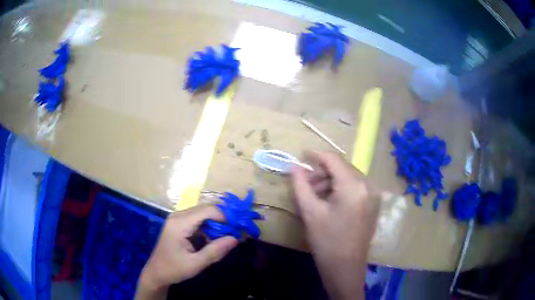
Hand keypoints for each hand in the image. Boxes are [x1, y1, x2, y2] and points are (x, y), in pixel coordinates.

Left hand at [135, 205, 237, 299]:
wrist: (156, 272)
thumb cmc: (174, 269)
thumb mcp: (196, 263)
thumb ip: (215, 251)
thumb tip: (235, 239)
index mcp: (180, 223)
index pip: (207, 210)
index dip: (225, 216)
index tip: (238, 228)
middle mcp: (178, 216)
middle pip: (206, 209)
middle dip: (223, 218)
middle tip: (237, 231)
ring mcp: (178, 219)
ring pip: (203, 213)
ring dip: (217, 222)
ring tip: (229, 235)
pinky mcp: (180, 224)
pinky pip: (198, 220)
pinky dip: (210, 226)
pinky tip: (215, 237)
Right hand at [291, 151, 379, 299]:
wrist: (346, 268)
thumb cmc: (326, 242)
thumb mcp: (310, 212)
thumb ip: (300, 185)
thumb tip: (293, 166)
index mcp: (354, 187)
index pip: (334, 160)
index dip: (316, 155)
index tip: (301, 155)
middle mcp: (368, 186)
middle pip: (342, 168)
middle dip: (322, 172)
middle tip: (305, 184)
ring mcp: (374, 195)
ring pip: (349, 178)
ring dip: (330, 182)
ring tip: (314, 196)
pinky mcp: (373, 204)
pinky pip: (355, 188)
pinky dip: (340, 189)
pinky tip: (329, 202)